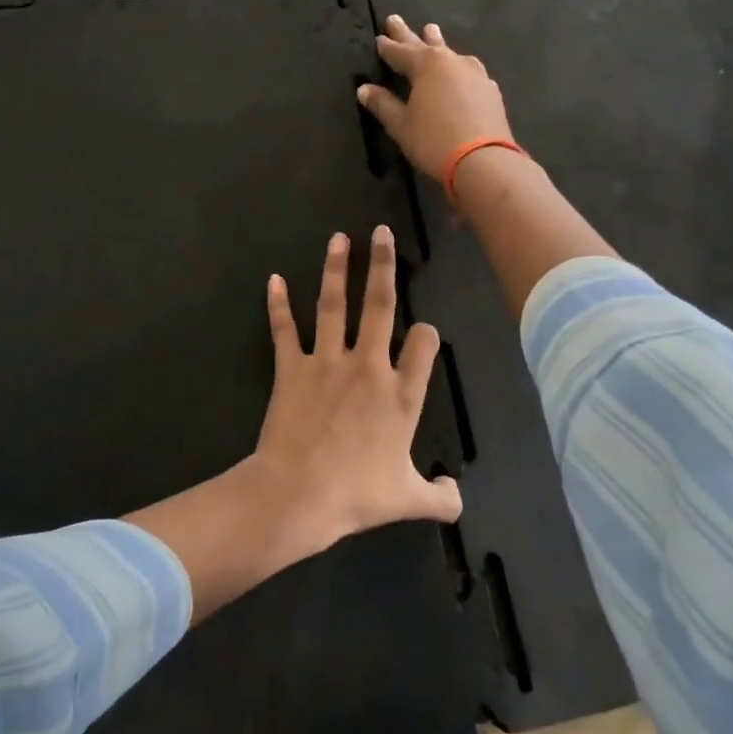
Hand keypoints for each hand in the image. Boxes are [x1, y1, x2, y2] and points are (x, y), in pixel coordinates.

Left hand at [251, 226, 462, 552]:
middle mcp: (368, 366)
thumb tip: (458, 497)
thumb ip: (441, 497)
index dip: (427, 335)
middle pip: (380, 305)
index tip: (424, 333)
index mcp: (401, 394)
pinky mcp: (291, 368)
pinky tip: (274, 279)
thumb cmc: (357, 496)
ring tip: (339, 238)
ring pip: (334, 305)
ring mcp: (327, 362)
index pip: (424, 344)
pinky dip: (278, 304)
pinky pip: (284, 330)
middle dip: (383, 265)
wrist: (298, 494)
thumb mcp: (408, 501)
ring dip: (336, 269)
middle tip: (382, 233)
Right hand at [356, 16, 515, 180]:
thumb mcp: (401, 125)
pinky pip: (467, 71)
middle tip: (395, 19)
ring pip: (450, 54)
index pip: (400, 52)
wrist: (483, 161)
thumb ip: (383, 104)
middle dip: (409, 34)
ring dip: (437, 44)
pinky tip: (458, 71)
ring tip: (431, 32)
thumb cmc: (434, 140)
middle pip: (426, 44)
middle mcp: (452, 62)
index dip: (388, 47)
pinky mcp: (490, 90)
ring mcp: (475, 74)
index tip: (379, 38)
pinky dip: (456, 68)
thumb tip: (364, 89)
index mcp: (427, 65)